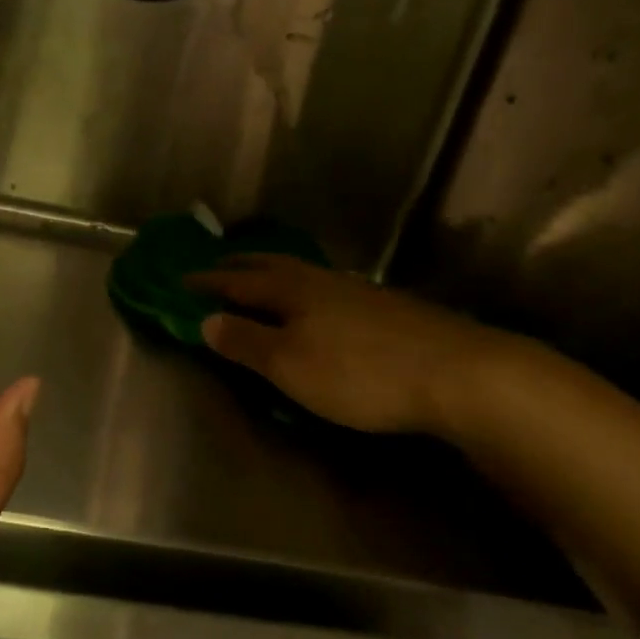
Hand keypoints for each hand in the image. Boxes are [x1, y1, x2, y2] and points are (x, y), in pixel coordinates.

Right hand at [186, 255, 509, 436]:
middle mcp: (321, 280)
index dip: (207, 282)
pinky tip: (318, 304)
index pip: (236, 281)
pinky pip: (328, 289)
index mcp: (291, 290)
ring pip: (304, 274)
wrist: (459, 373)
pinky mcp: (388, 308)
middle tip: (217, 265)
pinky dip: (306, 290)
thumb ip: (245, 341)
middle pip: (272, 265)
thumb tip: (206, 320)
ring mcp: (359, 291)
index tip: (180, 280)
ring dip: (274, 274)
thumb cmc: (359, 372)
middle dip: (240, 266)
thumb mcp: (288, 364)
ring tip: (261, 279)